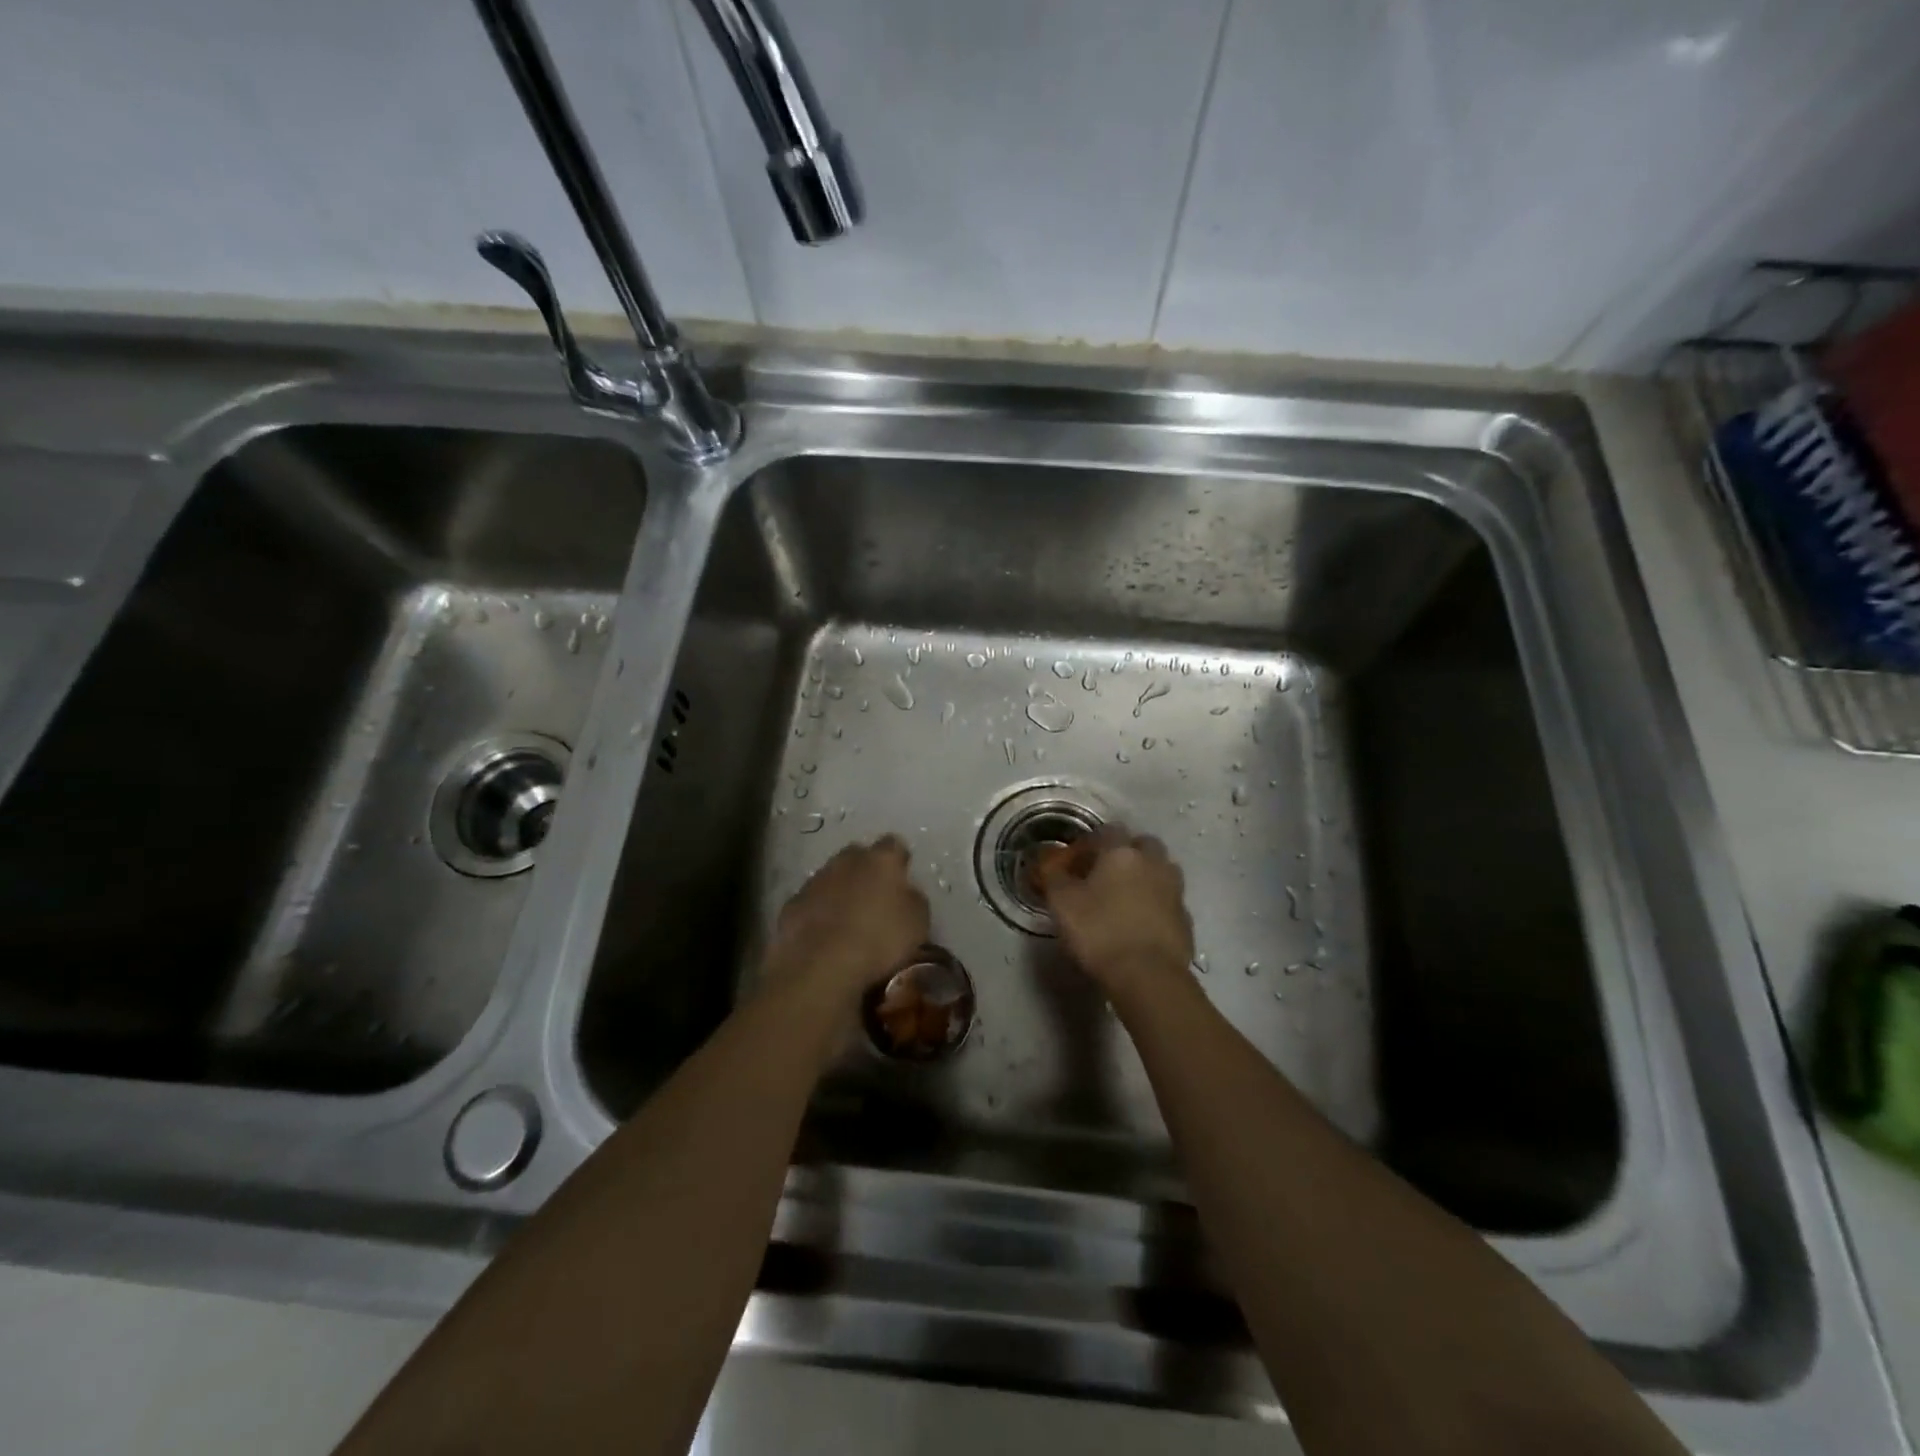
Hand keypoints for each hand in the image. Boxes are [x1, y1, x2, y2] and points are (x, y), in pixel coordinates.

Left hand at [762, 835, 929, 1008]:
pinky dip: (818, 910)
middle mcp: (847, 861)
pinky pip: (811, 900)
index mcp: (881, 860)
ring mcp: (816, 880)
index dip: (898, 859)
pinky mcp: (792, 904)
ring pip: (831, 876)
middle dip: (865, 869)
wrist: (821, 966)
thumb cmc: (879, 940)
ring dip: (839, 889)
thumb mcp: (917, 923)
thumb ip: (913, 899)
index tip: (902, 874)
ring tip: (847, 917)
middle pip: (858, 855)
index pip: (894, 845)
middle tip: (874, 894)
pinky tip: (823, 932)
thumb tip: (906, 893)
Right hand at [1037, 825, 1194, 1003]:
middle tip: (1104, 874)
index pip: (1107, 830)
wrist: (1148, 976)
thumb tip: (1049, 863)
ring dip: (1144, 876)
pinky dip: (1156, 904)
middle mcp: (1153, 863)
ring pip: (1160, 869)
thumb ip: (1054, 877)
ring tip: (1124, 898)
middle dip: (1124, 853)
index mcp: (1121, 853)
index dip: (1090, 842)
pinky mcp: (1186, 918)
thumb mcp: (1062, 903)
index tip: (1076, 861)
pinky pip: (1168, 900)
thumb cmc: (1099, 932)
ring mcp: (1174, 890)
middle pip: (1142, 844)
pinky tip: (1140, 923)